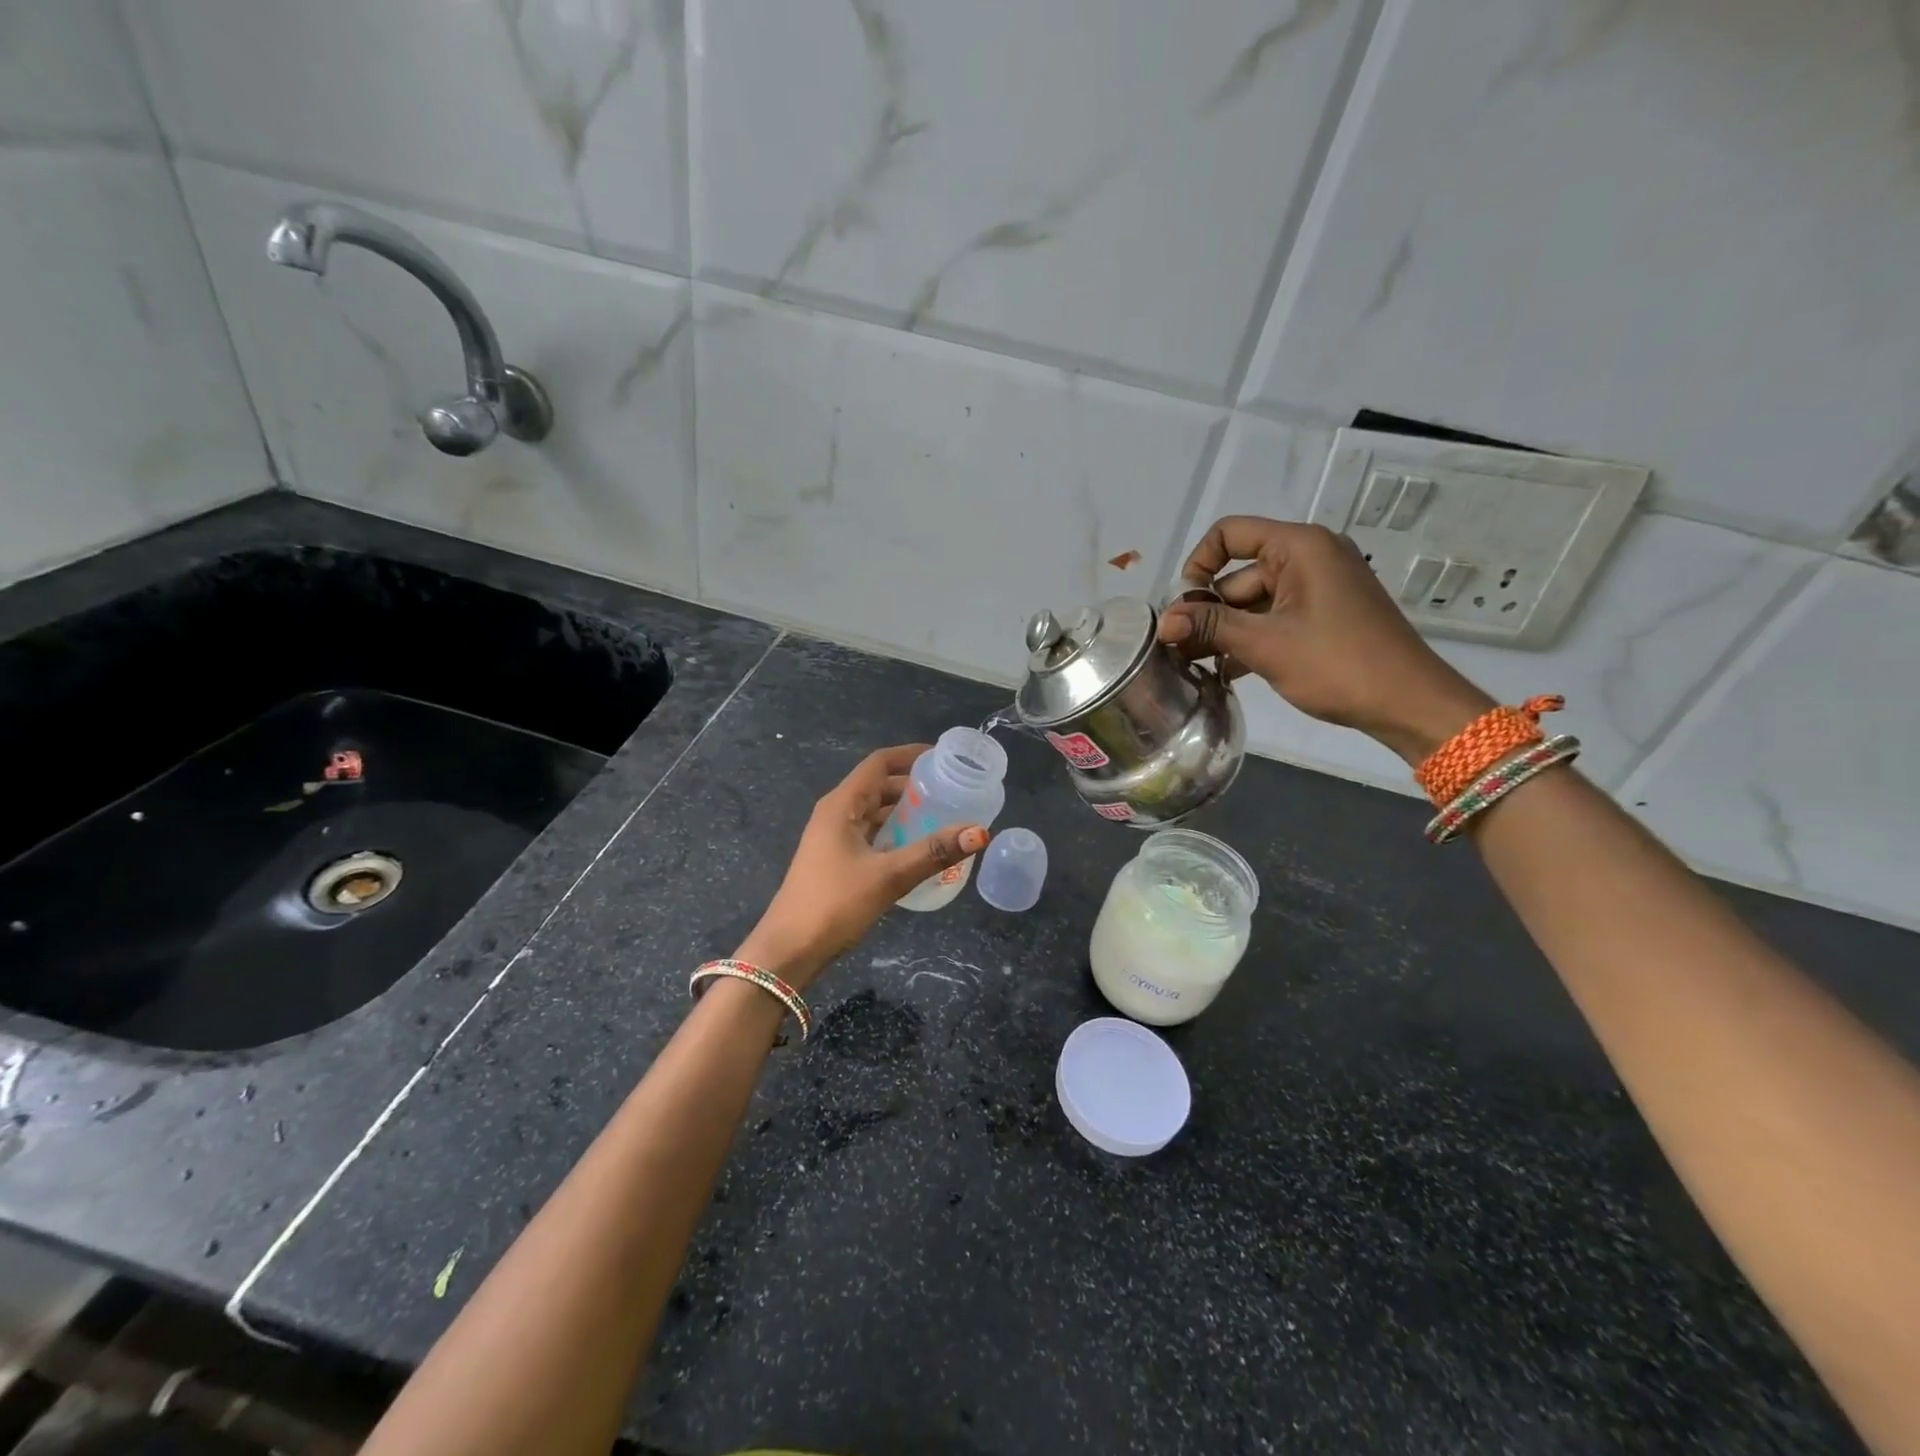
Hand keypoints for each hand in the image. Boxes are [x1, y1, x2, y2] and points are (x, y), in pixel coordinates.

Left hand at [737, 745, 989, 988]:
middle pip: (878, 786)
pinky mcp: (835, 861)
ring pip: (874, 813)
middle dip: (913, 786)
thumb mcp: (889, 876)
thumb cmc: (834, 904)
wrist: (788, 950)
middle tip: (951, 791)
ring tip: (942, 817)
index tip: (943, 757)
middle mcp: (835, 814)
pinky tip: (918, 849)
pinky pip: (870, 835)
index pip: (879, 764)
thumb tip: (980, 832)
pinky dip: (894, 834)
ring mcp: (833, 838)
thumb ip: (933, 852)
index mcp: (841, 805)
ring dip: (904, 812)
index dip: (910, 755)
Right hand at [1159, 516, 1494, 765]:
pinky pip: (1274, 619)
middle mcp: (1309, 558)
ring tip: (1193, 665)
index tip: (1184, 607)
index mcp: (1299, 547)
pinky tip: (1226, 672)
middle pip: (1238, 574)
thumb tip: (1162, 622)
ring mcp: (1318, 589)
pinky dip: (1250, 640)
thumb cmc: (1337, 664)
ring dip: (1225, 632)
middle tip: (1176, 650)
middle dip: (1208, 611)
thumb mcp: (1265, 644)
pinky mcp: (1323, 617)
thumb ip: (1210, 627)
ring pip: (1253, 602)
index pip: (1230, 533)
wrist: (1408, 704)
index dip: (1198, 564)